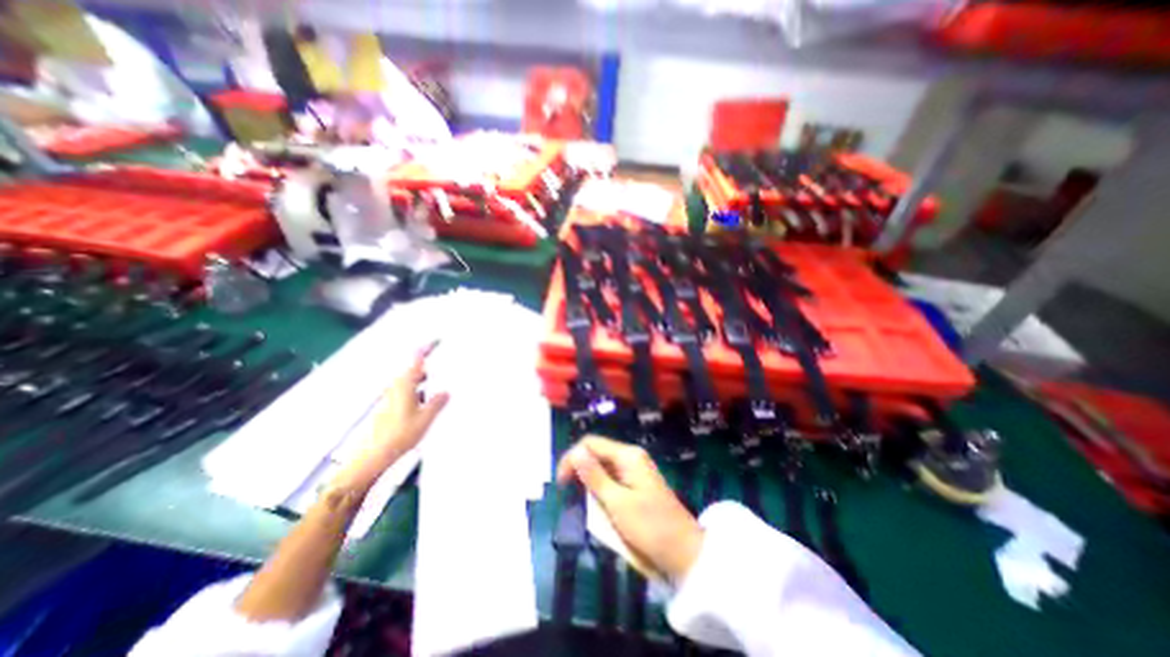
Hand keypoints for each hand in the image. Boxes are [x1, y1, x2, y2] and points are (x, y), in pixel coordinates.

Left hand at [340, 345, 451, 493]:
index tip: (432, 342)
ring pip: (409, 383)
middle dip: (424, 367)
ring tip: (435, 383)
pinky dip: (416, 390)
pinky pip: (406, 392)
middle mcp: (396, 389)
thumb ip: (437, 403)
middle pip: (411, 372)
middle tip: (439, 364)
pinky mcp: (390, 408)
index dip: (423, 353)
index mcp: (405, 387)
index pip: (416, 364)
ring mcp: (392, 399)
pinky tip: (425, 400)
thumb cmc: (401, 433)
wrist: (376, 454)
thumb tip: (445, 392)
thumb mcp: (425, 418)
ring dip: (420, 380)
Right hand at [560, 437, 703, 578]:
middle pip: (597, 454)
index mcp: (627, 455)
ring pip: (603, 468)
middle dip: (581, 471)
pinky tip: (599, 506)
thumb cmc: (650, 527)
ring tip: (584, 504)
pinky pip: (612, 480)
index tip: (561, 484)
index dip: (572, 459)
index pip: (591, 444)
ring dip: (590, 483)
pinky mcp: (637, 484)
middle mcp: (631, 457)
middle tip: (570, 496)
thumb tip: (575, 452)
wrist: (684, 553)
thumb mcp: (616, 503)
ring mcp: (635, 470)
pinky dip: (601, 490)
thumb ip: (594, 476)